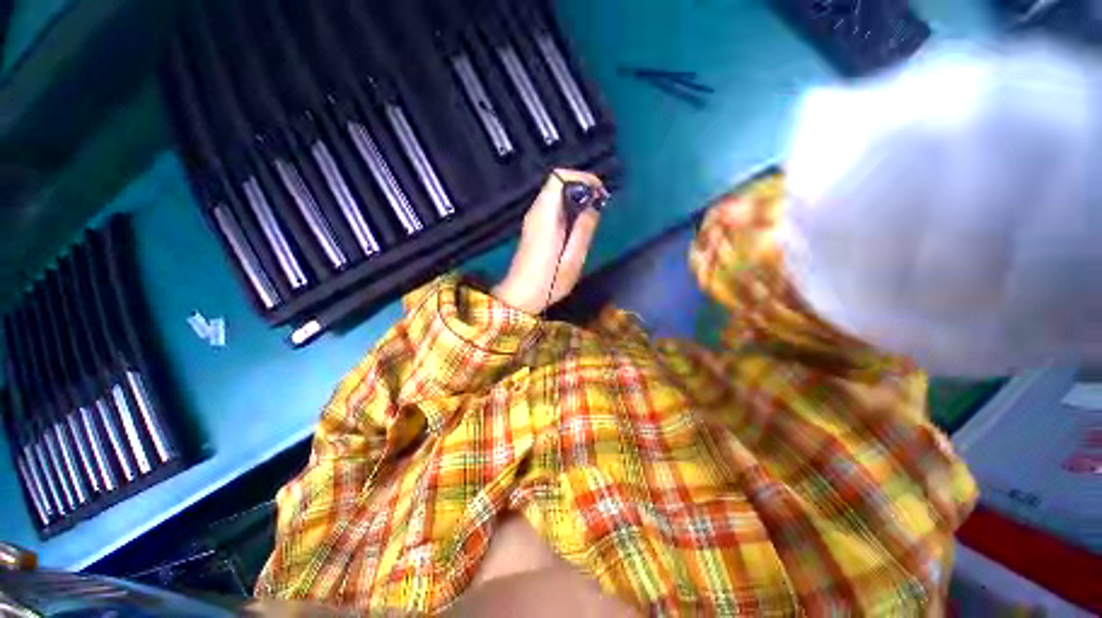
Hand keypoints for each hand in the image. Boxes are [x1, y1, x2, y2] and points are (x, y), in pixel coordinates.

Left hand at [493, 170, 604, 313]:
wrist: (520, 297)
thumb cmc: (547, 283)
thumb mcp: (572, 260)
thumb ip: (584, 230)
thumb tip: (594, 206)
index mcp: (545, 217)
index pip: (559, 178)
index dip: (582, 178)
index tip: (600, 193)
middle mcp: (536, 212)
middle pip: (557, 182)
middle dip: (582, 187)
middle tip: (600, 205)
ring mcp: (533, 219)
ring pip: (555, 194)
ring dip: (576, 198)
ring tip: (593, 215)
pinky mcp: (534, 227)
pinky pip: (553, 206)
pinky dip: (568, 208)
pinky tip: (578, 225)